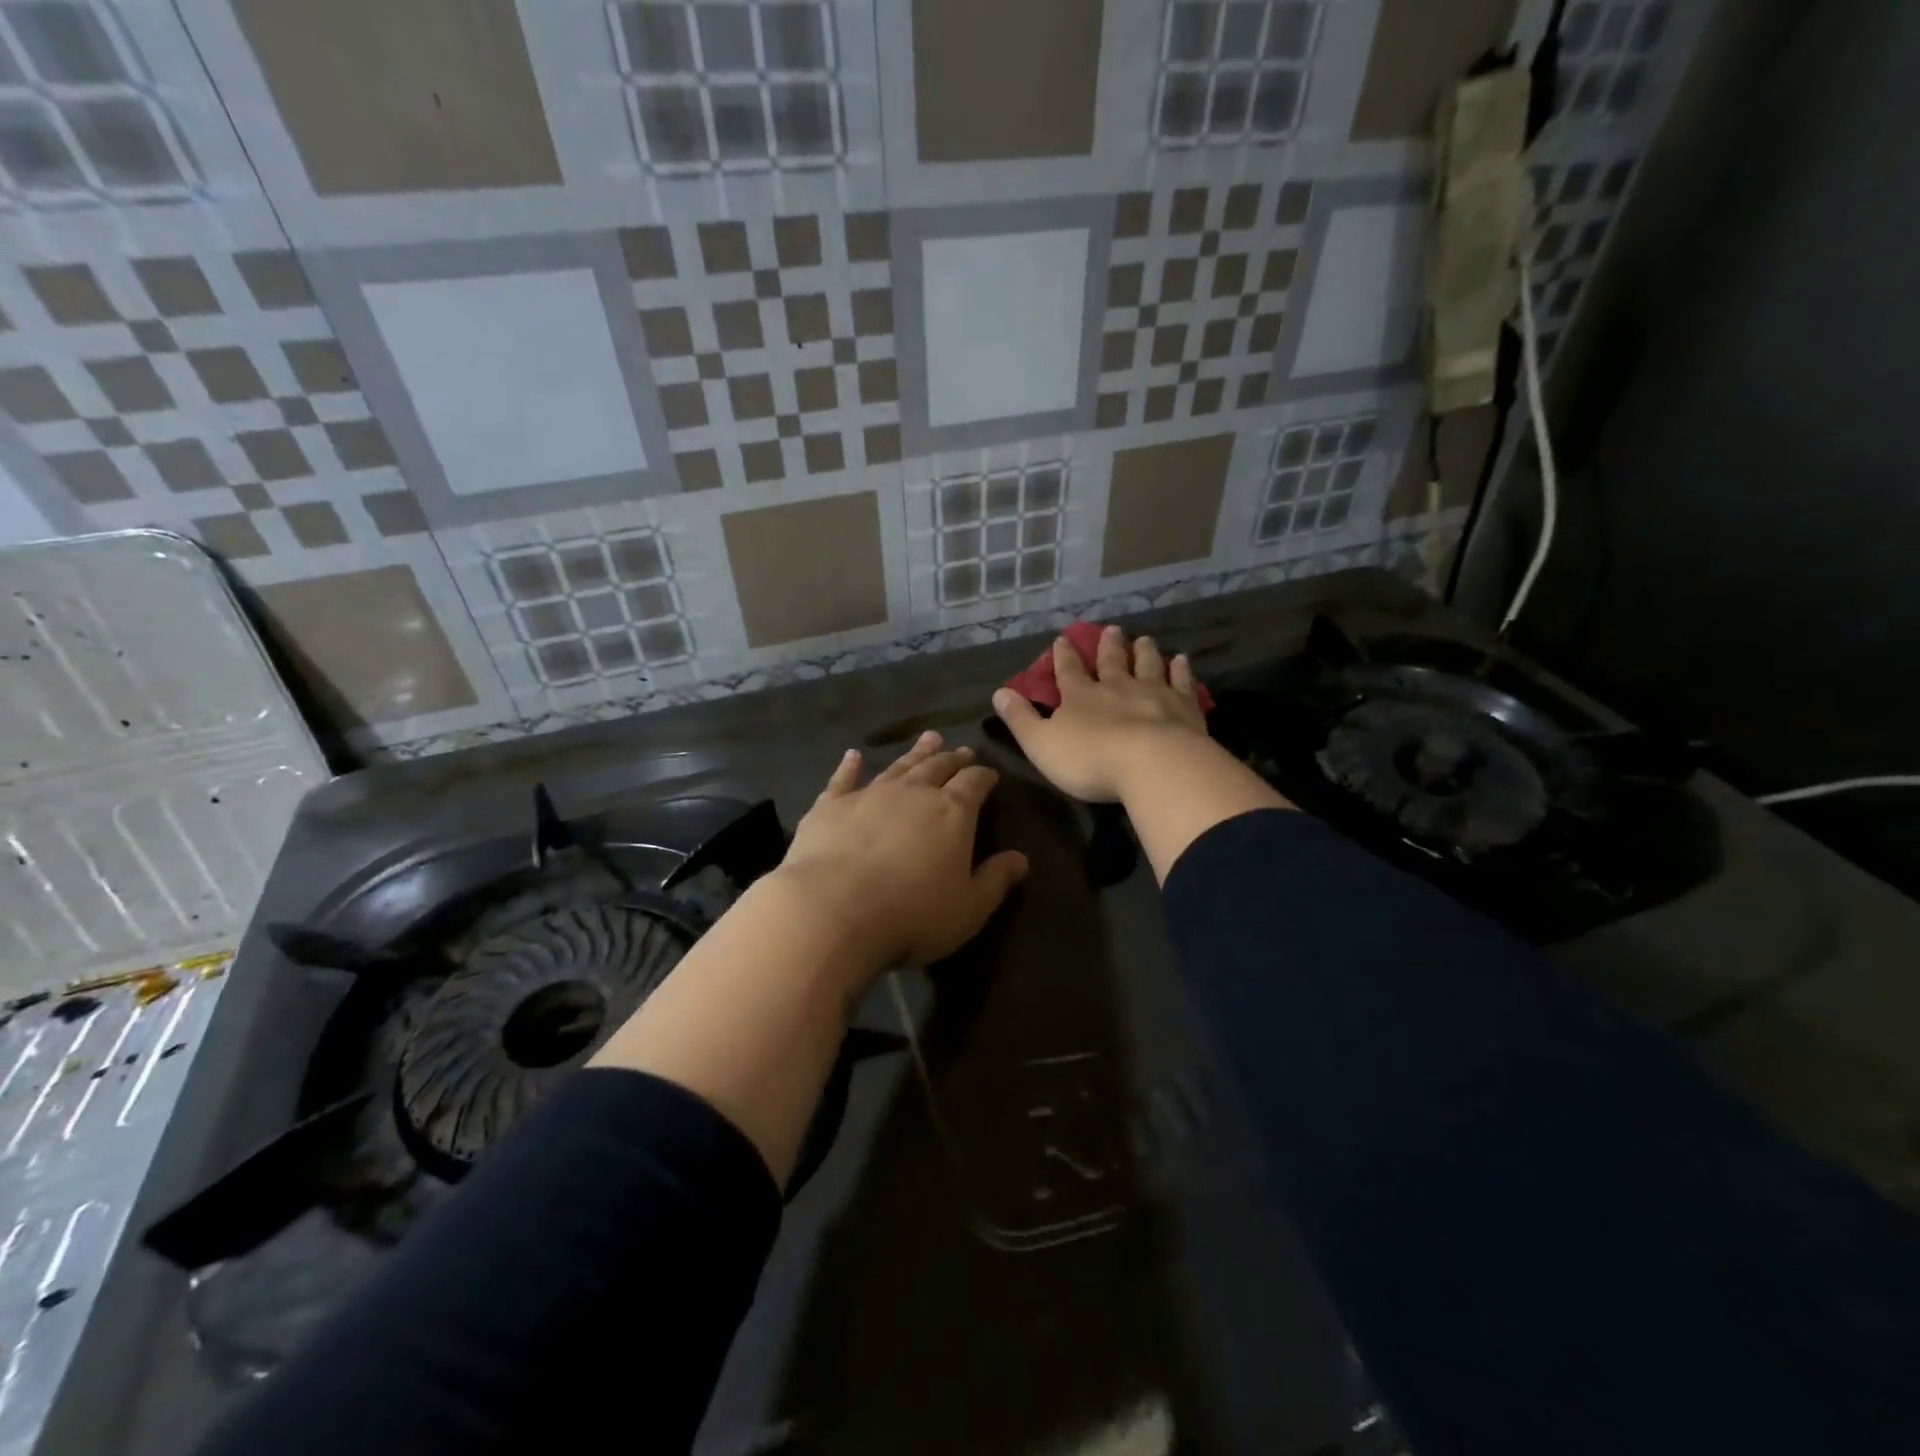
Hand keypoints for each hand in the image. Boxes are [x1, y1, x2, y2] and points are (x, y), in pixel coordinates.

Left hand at [774, 731, 1028, 974]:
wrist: (833, 911)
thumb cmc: (912, 915)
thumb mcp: (969, 908)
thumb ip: (996, 880)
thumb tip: (1021, 859)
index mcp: (952, 812)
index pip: (974, 784)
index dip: (984, 777)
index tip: (991, 773)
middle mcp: (913, 793)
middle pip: (937, 767)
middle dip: (952, 759)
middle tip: (960, 750)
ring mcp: (869, 795)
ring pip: (898, 766)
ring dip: (915, 753)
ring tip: (928, 739)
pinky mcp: (830, 806)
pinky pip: (843, 779)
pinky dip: (849, 766)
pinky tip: (852, 755)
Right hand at [991, 626, 1209, 802]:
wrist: (1152, 764)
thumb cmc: (1090, 759)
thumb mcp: (1041, 744)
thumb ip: (1021, 719)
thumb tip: (999, 693)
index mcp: (1080, 697)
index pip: (1068, 671)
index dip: (1063, 656)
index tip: (1063, 639)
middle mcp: (1117, 687)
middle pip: (1112, 662)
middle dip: (1108, 646)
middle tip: (1111, 630)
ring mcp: (1153, 693)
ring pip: (1147, 665)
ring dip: (1144, 652)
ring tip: (1144, 639)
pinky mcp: (1184, 707)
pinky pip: (1181, 682)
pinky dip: (1180, 670)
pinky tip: (1181, 660)